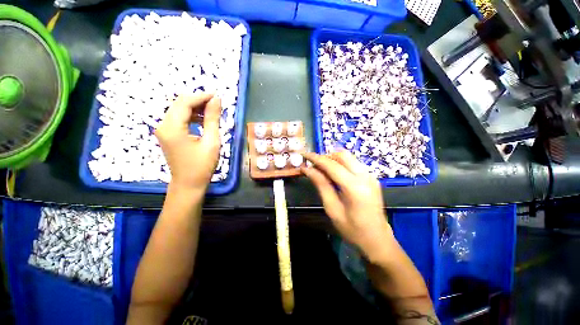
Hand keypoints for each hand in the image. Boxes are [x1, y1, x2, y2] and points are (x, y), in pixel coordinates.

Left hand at [156, 93, 221, 191]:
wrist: (188, 184)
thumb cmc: (202, 165)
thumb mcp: (211, 142)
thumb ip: (212, 119)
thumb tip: (216, 100)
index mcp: (172, 127)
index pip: (184, 102)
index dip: (201, 96)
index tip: (217, 96)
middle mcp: (163, 125)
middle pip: (179, 104)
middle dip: (199, 101)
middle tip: (216, 104)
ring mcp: (163, 130)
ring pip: (179, 110)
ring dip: (196, 108)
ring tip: (212, 112)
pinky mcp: (167, 134)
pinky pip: (179, 119)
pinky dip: (191, 116)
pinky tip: (203, 121)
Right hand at [302, 151, 393, 258]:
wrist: (378, 240)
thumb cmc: (353, 230)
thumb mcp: (332, 209)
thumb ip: (321, 185)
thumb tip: (307, 169)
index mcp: (355, 187)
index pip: (332, 165)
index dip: (316, 158)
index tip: (304, 155)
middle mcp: (365, 176)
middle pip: (342, 155)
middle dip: (325, 156)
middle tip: (313, 165)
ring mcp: (370, 176)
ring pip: (348, 157)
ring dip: (333, 159)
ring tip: (320, 169)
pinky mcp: (371, 178)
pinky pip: (353, 164)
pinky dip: (340, 164)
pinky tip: (333, 174)